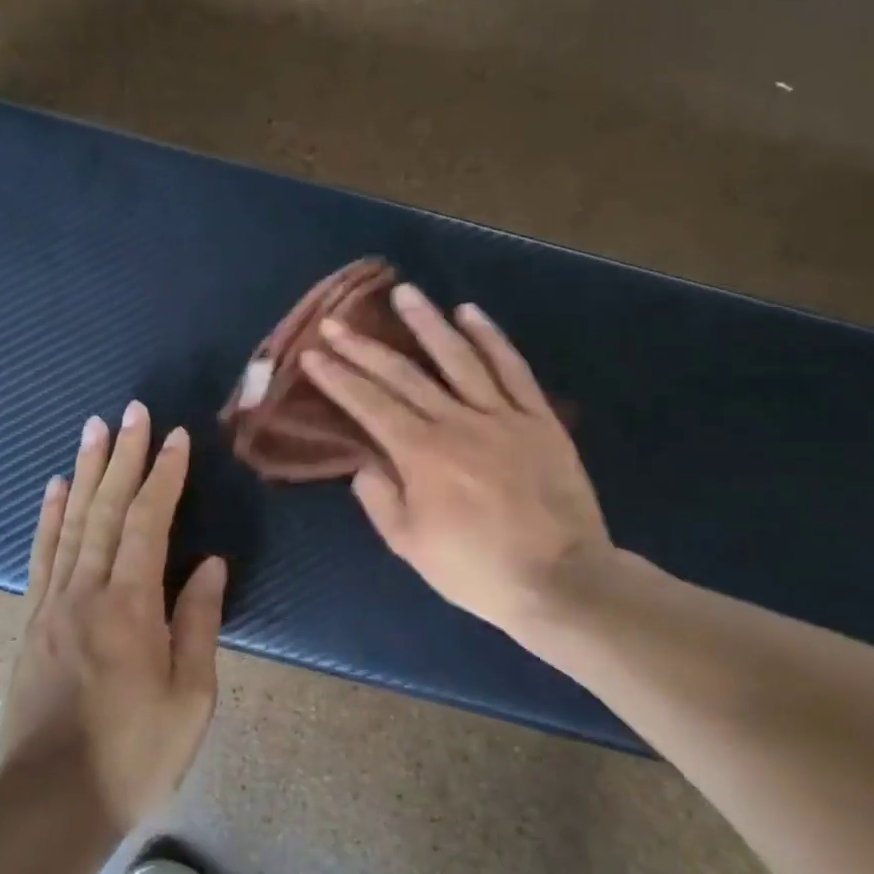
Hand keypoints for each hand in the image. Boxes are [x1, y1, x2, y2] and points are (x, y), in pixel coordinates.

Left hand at [0, 401, 224, 833]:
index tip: (175, 437)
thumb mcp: (190, 697)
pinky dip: (49, 515)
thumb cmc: (133, 755)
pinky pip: (41, 554)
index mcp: (131, 606)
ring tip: (93, 428)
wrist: (48, 806)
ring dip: (85, 471)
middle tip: (131, 410)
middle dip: (122, 455)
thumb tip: (211, 564)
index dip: (163, 476)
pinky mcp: (32, 620)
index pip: (149, 522)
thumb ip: (199, 622)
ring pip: (71, 521)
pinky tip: (54, 487)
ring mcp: (52, 603)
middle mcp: (86, 591)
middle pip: (106, 508)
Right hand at [298, 285, 614, 641]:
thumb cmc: (476, 570)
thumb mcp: (411, 545)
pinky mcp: (539, 419)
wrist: (559, 581)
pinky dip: (492, 338)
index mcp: (421, 454)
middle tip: (337, 321)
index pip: (369, 404)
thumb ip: (380, 499)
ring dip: (427, 323)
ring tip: (404, 293)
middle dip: (364, 346)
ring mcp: (502, 415)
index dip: (338, 376)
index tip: (314, 353)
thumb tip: (364, 464)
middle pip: (404, 374)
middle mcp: (457, 422)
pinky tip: (471, 314)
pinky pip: (513, 369)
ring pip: (459, 357)